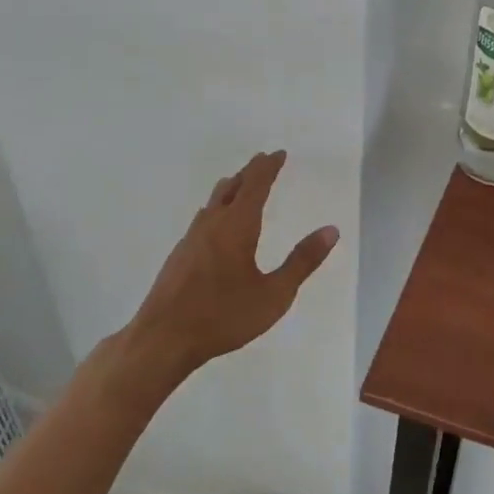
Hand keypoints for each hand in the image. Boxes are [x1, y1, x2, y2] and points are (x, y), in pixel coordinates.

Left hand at [126, 151, 339, 375]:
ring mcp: (191, 239)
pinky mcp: (179, 256)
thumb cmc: (223, 316)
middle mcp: (212, 224)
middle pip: (232, 188)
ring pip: (213, 202)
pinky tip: (215, 224)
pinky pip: (203, 218)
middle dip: (250, 172)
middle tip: (263, 162)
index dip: (268, 167)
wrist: (162, 339)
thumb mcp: (274, 294)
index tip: (279, 154)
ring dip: (231, 188)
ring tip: (240, 185)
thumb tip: (331, 230)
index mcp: (237, 226)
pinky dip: (217, 208)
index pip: (255, 185)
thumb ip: (302, 261)